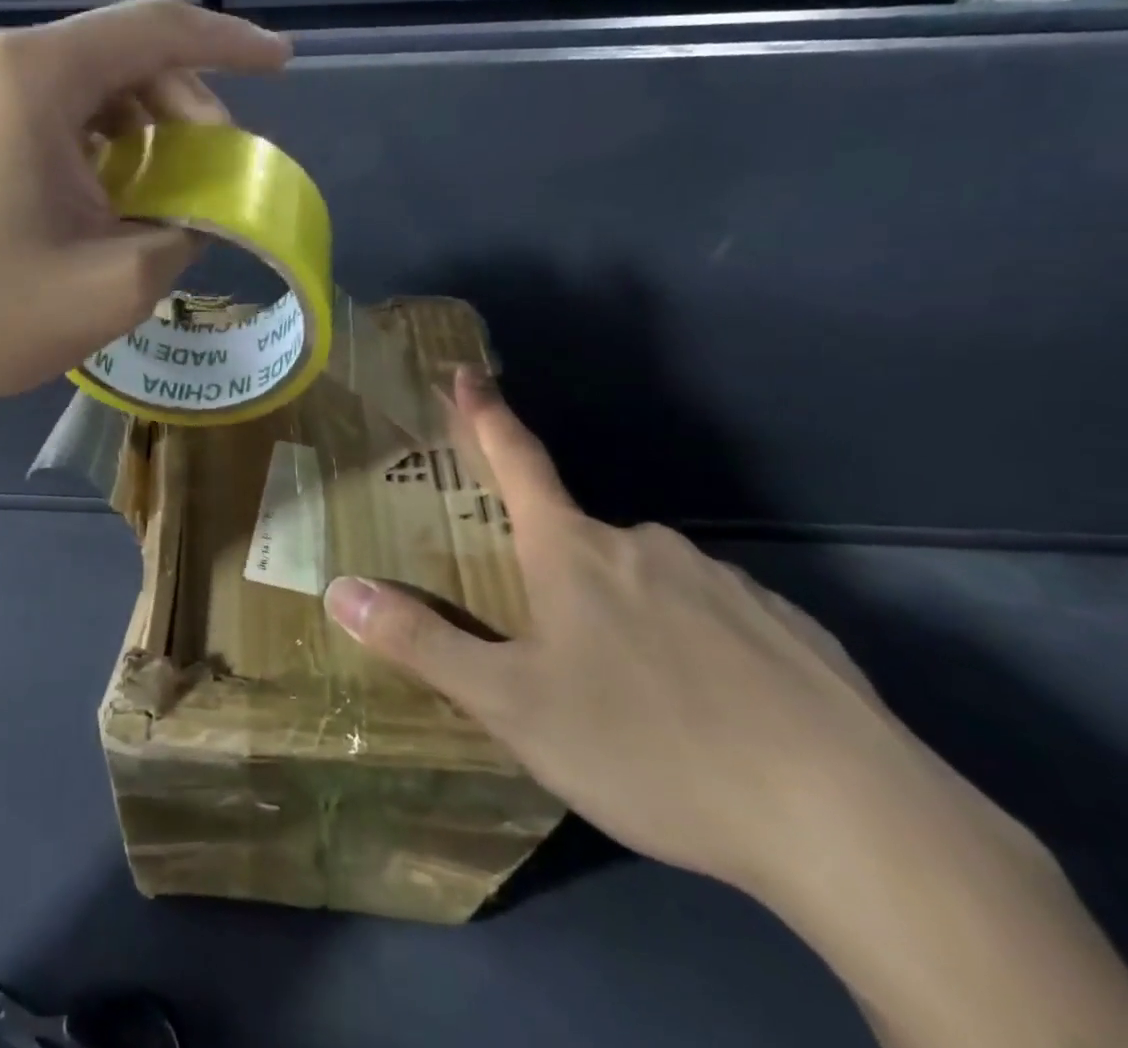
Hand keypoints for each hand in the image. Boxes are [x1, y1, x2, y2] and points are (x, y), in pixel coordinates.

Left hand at [0, 0, 289, 406]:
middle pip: (121, 57)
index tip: (284, 65)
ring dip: (142, 131)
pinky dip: (98, 142)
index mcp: (30, 76)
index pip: (155, 30)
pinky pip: (51, 108)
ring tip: (164, 195)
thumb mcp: (115, 285)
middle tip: (215, 175)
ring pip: (88, 85)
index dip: (230, 43)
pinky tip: (110, 193)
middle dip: (184, 109)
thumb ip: (186, 231)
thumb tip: (202, 208)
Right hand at [323, 369, 923, 895]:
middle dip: (550, 569)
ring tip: (628, 699)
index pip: (516, 460)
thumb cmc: (650, 745)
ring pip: (645, 583)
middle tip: (546, 641)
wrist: (854, 823)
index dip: (485, 415)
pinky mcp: (787, 629)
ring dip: (621, 617)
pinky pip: (712, 620)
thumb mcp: (513, 706)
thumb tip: (339, 591)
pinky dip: (691, 649)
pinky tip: (707, 713)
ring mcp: (724, 582)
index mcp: (573, 552)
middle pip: (577, 538)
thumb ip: (423, 645)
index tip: (468, 371)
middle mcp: (644, 546)